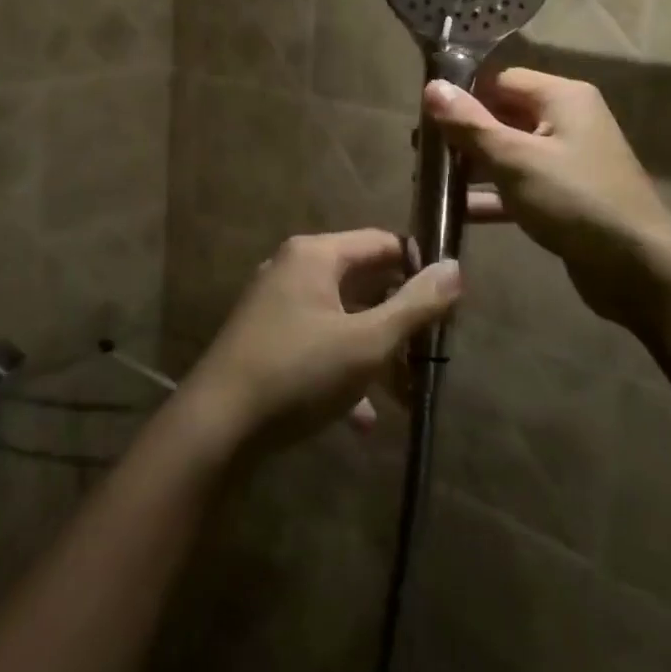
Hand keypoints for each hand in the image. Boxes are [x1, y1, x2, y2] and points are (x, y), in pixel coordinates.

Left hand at [181, 229, 462, 451]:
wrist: (215, 429)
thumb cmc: (298, 372)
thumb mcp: (367, 342)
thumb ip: (415, 305)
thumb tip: (456, 267)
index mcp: (316, 255)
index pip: (381, 243)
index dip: (418, 267)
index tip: (447, 302)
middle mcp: (293, 268)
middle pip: (363, 282)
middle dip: (398, 320)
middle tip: (430, 351)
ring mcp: (276, 305)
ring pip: (342, 318)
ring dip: (375, 353)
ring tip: (405, 394)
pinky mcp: (266, 340)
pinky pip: (318, 344)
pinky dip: (343, 371)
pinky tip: (363, 419)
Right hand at [424, 69, 670, 322]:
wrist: (639, 269)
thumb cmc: (574, 200)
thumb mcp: (515, 159)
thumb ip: (471, 124)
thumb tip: (432, 86)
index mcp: (562, 97)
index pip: (501, 80)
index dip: (464, 96)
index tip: (425, 118)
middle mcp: (567, 120)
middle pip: (503, 115)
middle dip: (463, 134)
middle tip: (421, 153)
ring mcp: (568, 160)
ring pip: (510, 152)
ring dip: (473, 166)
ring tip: (429, 180)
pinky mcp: (566, 196)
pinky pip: (521, 185)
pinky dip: (493, 195)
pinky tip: (457, 211)